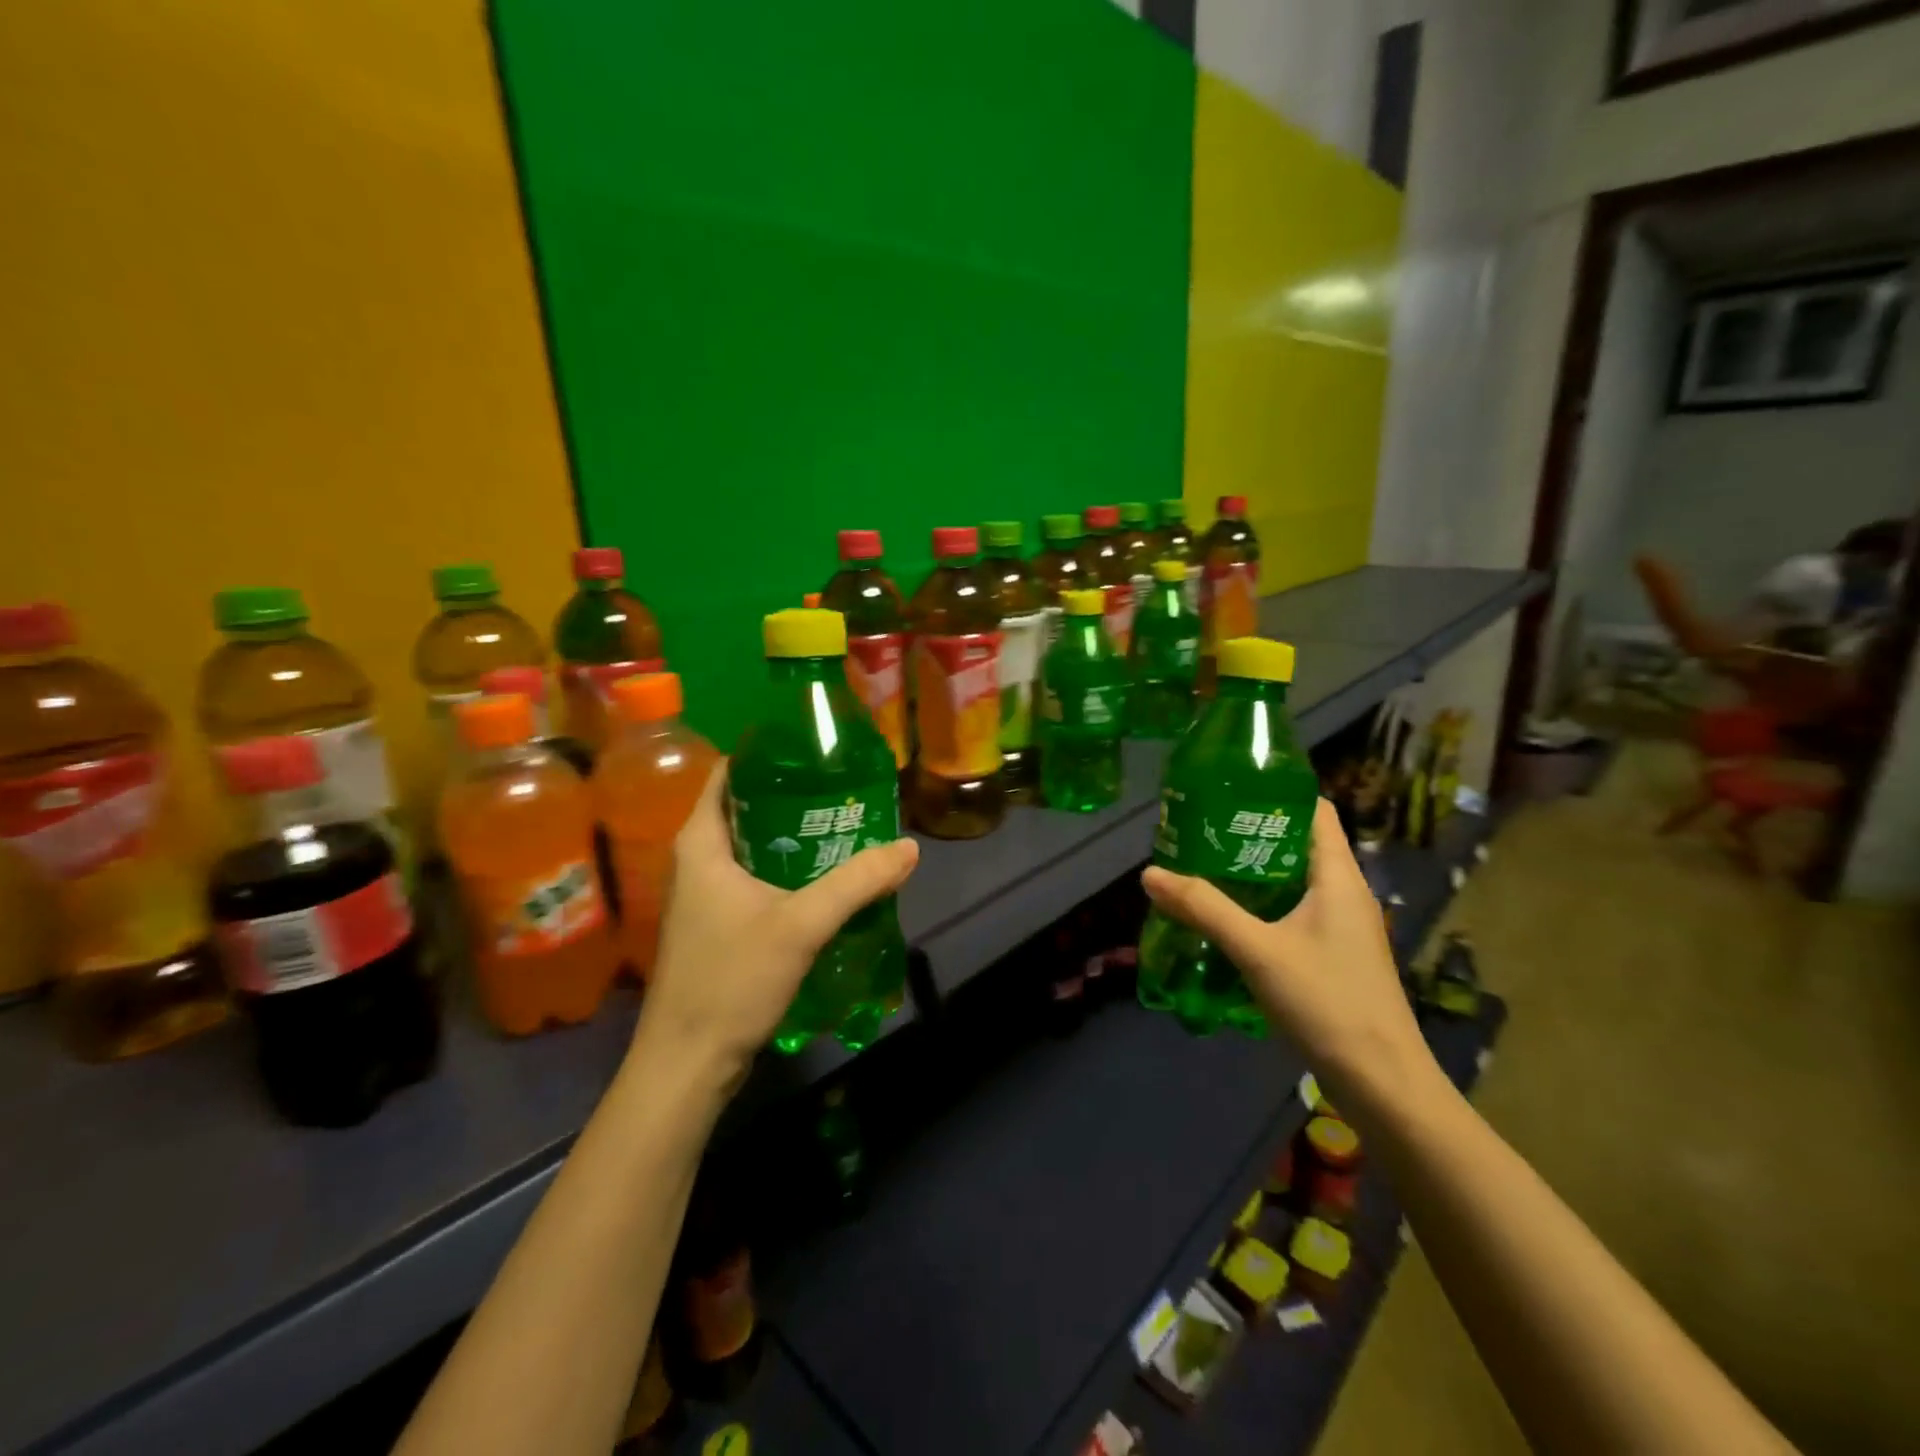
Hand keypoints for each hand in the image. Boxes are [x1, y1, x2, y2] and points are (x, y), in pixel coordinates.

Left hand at [636, 763, 919, 1082]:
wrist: (688, 1063)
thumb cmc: (731, 980)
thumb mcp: (801, 925)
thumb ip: (857, 883)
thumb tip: (908, 848)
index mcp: (701, 843)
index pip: (730, 774)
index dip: (770, 757)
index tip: (817, 752)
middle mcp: (697, 861)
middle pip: (748, 809)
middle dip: (795, 798)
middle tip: (846, 791)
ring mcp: (704, 895)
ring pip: (755, 848)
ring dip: (795, 838)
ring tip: (846, 828)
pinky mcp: (717, 925)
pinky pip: (756, 880)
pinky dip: (788, 872)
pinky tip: (827, 880)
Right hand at [1140, 798, 1436, 1116]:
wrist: (1383, 1083)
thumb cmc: (1327, 1002)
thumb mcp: (1257, 950)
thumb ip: (1204, 908)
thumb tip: (1150, 874)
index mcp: (1339, 877)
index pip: (1315, 811)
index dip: (1276, 793)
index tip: (1227, 790)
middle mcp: (1346, 893)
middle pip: (1299, 843)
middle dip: (1251, 833)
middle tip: (1200, 829)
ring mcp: (1344, 926)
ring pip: (1296, 879)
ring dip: (1255, 871)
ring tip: (1205, 866)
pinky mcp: (1336, 954)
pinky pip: (1296, 910)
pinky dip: (1264, 903)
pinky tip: (1230, 917)